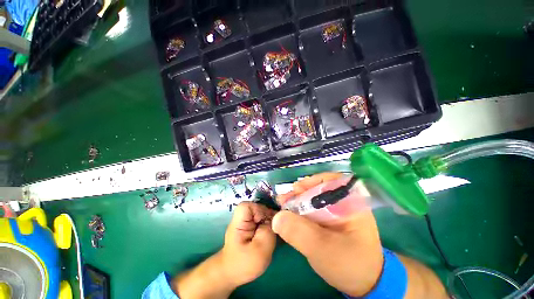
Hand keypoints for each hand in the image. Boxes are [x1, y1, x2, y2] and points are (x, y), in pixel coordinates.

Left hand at [173, 202, 275, 298]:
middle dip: (269, 218)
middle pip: (260, 208)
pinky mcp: (250, 225)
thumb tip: (276, 219)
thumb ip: (268, 231)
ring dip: (269, 223)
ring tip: (271, 237)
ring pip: (263, 214)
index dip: (262, 213)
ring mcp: (247, 219)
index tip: (268, 226)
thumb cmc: (241, 262)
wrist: (231, 271)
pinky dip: (268, 226)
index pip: (253, 204)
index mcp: (241, 217)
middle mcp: (243, 215)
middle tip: (273, 233)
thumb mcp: (259, 249)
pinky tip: (269, 237)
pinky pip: (263, 220)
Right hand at [273, 172, 383, 296]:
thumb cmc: (348, 266)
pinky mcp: (330, 219)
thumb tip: (277, 218)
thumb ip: (299, 232)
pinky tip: (290, 213)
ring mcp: (337, 210)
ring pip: (314, 198)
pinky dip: (300, 209)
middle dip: (300, 192)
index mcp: (352, 204)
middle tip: (284, 198)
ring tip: (283, 203)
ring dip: (297, 200)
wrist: (362, 284)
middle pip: (319, 188)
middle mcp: (345, 203)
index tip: (296, 188)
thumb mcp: (322, 250)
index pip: (332, 181)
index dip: (312, 182)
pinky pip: (313, 208)